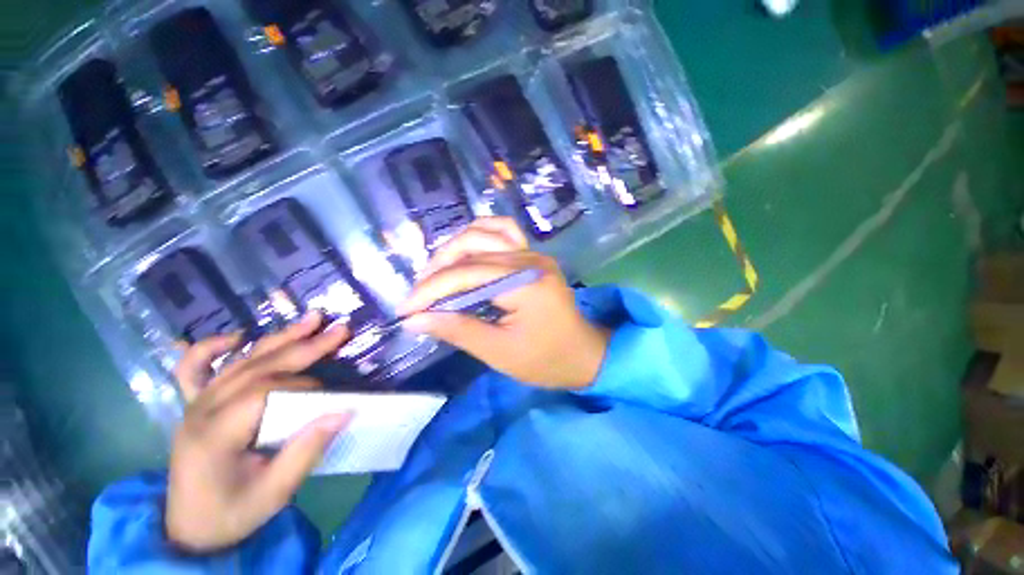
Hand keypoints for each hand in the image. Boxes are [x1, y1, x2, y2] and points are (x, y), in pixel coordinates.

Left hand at [167, 312, 352, 552]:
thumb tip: (344, 411)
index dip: (304, 386)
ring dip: (279, 338)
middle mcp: (201, 410)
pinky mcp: (193, 404)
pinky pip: (194, 368)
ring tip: (312, 319)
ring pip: (240, 360)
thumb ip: (307, 450)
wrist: (189, 530)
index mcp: (215, 434)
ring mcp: (194, 404)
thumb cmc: (232, 513)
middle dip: (304, 346)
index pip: (265, 393)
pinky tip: (236, 337)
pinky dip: (211, 347)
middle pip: (258, 367)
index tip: (331, 395)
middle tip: (340, 329)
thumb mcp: (274, 493)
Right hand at [399, 217, 609, 388]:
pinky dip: (479, 235)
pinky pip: (504, 231)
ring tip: (435, 274)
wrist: (583, 353)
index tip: (405, 309)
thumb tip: (415, 320)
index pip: (466, 276)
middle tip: (419, 296)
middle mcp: (530, 259)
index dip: (430, 291)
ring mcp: (534, 253)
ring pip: (484, 233)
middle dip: (437, 271)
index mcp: (526, 284)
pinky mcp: (534, 256)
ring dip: (454, 250)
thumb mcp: (500, 352)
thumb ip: (458, 330)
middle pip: (472, 251)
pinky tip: (465, 250)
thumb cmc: (546, 359)